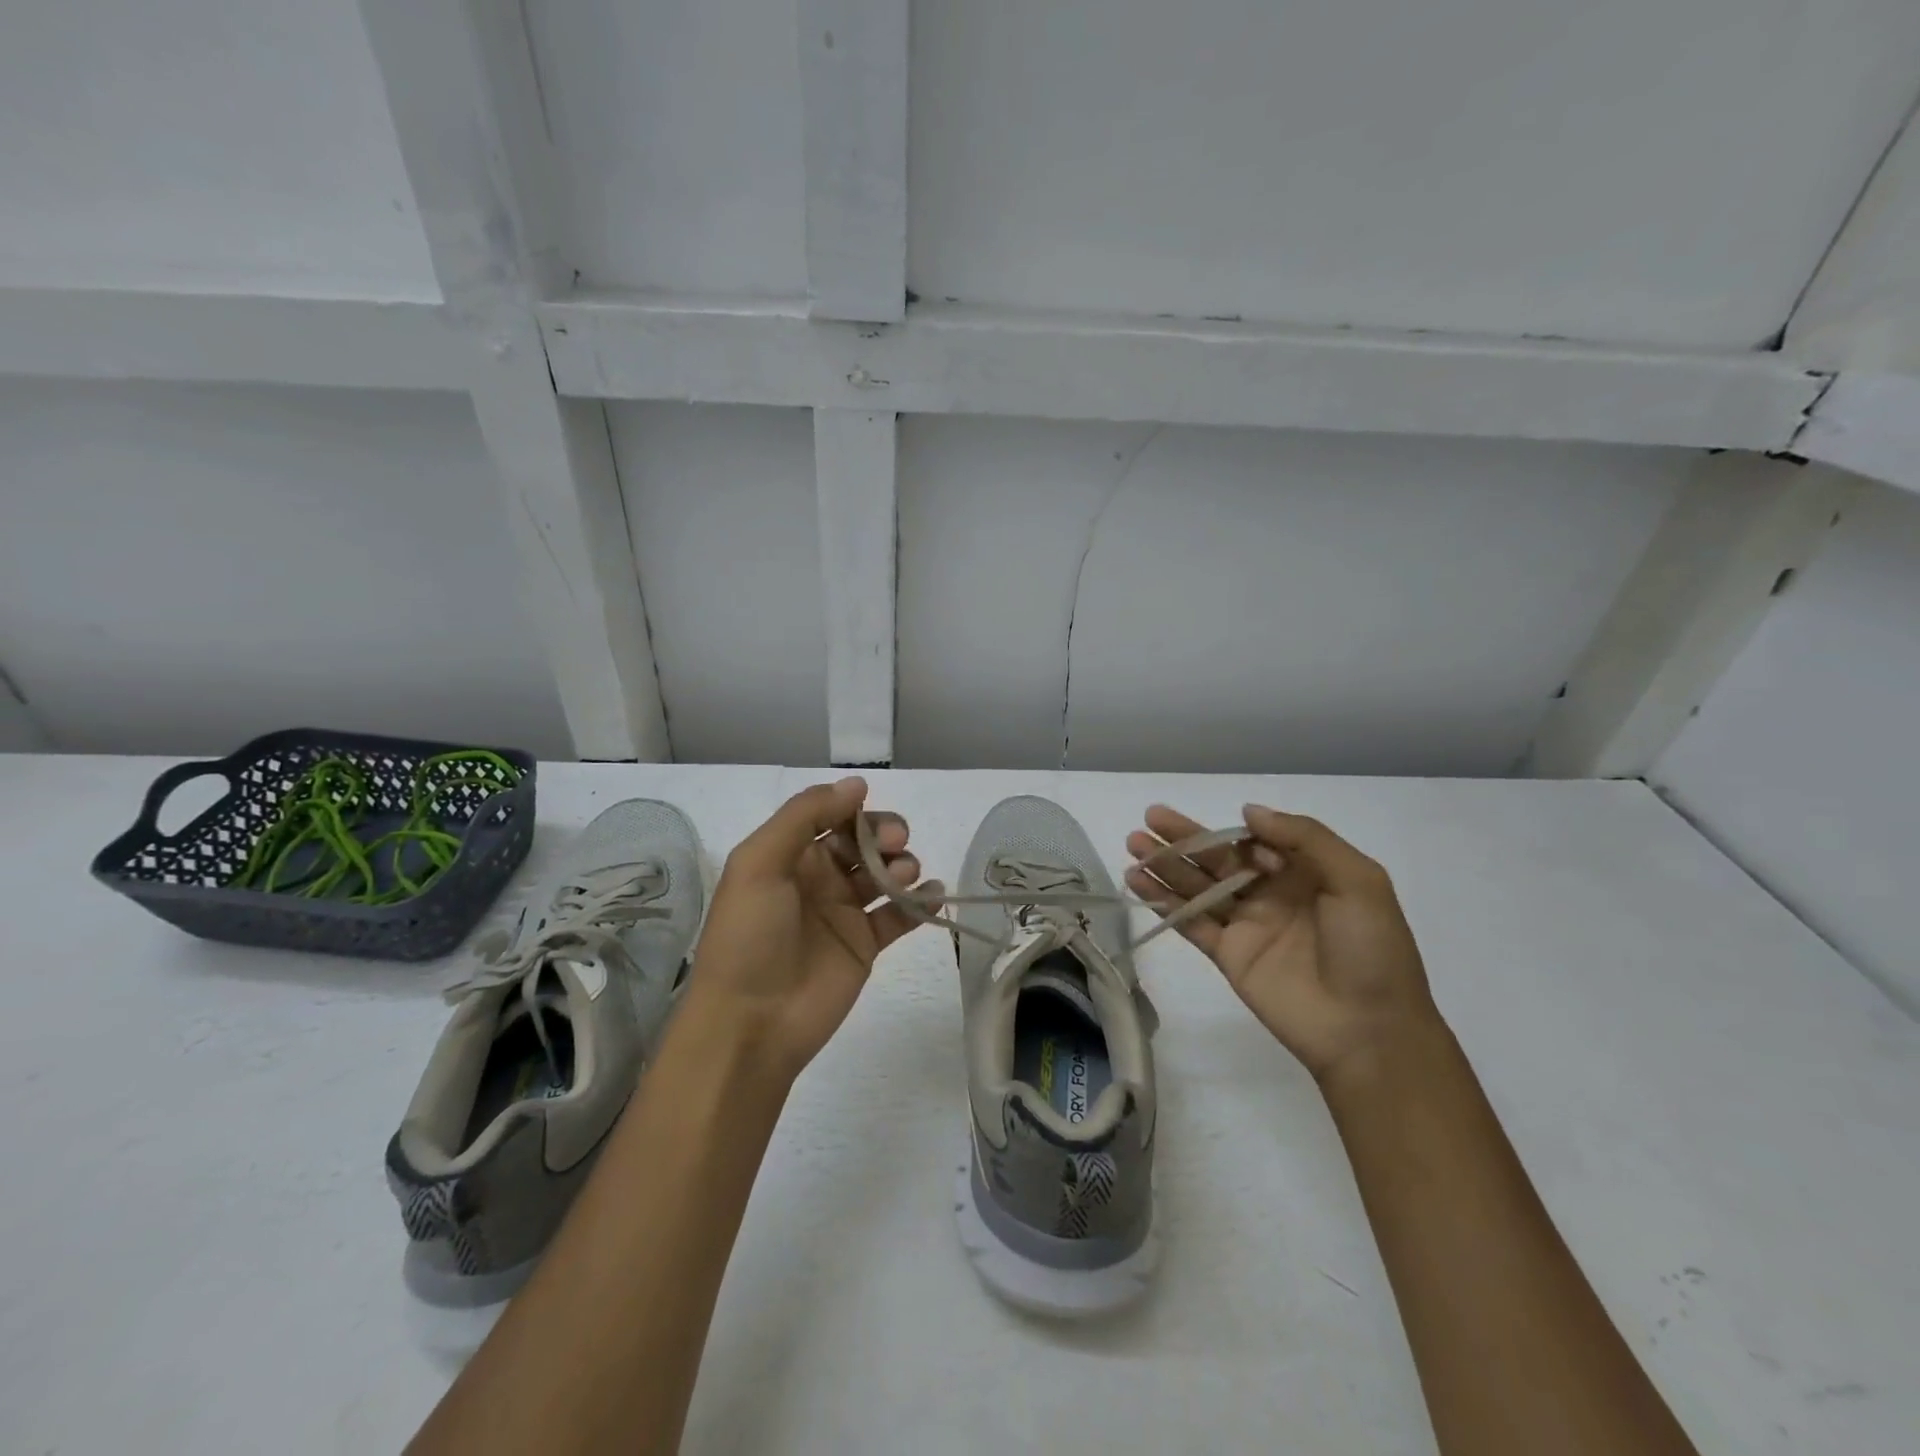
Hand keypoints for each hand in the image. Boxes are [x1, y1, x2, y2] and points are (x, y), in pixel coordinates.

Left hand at [684, 777, 940, 1081]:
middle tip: (894, 843)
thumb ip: (805, 815)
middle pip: (863, 841)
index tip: (870, 812)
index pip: (829, 816)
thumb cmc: (750, 935)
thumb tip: (857, 784)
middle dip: (884, 834)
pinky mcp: (866, 944)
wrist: (752, 1021)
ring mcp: (844, 912)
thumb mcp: (760, 863)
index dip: (853, 810)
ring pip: (884, 873)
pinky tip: (932, 894)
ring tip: (903, 877)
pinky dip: (920, 901)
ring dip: (902, 864)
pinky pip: (900, 914)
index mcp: (788, 855)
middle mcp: (818, 878)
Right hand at [1125, 804, 1440, 1086]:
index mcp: (1304, 873)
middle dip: (1184, 838)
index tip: (1228, 840)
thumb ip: (1305, 838)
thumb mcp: (1358, 881)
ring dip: (1166, 865)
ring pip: (1198, 886)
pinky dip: (1164, 902)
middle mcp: (1270, 893)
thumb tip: (1248, 812)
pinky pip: (1190, 922)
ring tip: (1132, 844)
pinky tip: (1137, 883)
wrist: (1368, 1031)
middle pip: (1218, 859)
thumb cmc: (1371, 950)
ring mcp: (1246, 925)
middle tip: (1148, 818)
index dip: (1234, 835)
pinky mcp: (1227, 955)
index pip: (1255, 841)